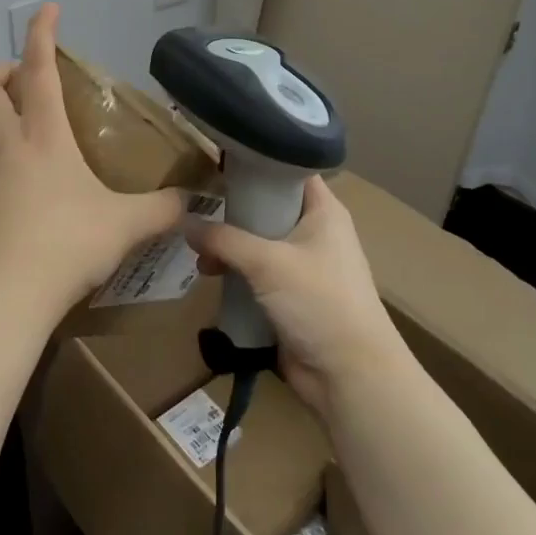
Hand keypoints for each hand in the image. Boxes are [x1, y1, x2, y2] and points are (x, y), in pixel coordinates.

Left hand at [0, 3, 185, 328]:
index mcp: (43, 134)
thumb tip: (191, 203)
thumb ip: (162, 209)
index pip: (38, 67)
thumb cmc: (67, 247)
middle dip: (0, 69)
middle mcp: (2, 139)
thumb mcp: (126, 226)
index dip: (42, 32)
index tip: (48, 9)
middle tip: (21, 82)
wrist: (5, 295)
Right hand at [185, 175, 412, 416]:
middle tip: (196, 206)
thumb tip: (185, 223)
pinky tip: (210, 276)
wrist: (350, 375)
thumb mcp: (268, 262)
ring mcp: (303, 266)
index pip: (290, 169)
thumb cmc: (319, 302)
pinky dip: (236, 272)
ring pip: (259, 242)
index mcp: (323, 211)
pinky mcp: (291, 296)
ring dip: (230, 246)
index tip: (219, 158)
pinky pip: (258, 273)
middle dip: (233, 209)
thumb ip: (224, 239)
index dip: (258, 161)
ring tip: (199, 254)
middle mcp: (315, 232)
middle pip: (268, 206)